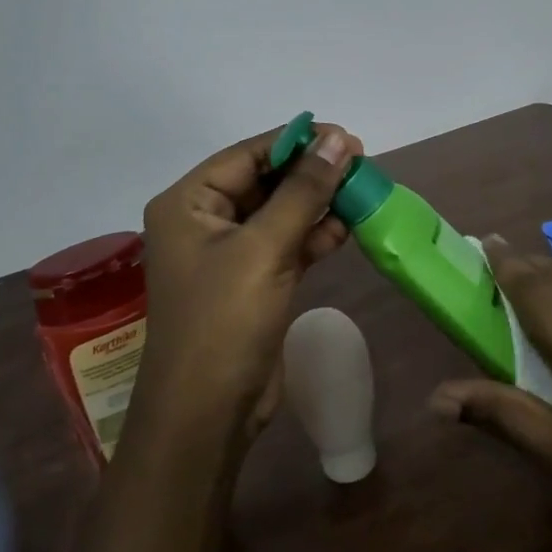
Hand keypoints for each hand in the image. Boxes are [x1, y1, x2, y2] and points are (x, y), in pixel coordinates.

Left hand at [131, 122, 363, 457]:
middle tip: (361, 163)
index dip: (297, 142)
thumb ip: (304, 191)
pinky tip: (347, 226)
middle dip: (311, 172)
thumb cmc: (224, 321)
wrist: (207, 415)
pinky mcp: (252, 281)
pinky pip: (287, 244)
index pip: (247, 155)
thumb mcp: (265, 248)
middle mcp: (204, 221)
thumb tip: (338, 139)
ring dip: (318, 202)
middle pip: (265, 181)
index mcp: (189, 203)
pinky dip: (315, 235)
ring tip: (362, 189)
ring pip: (280, 212)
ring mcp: (229, 254)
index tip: (345, 136)